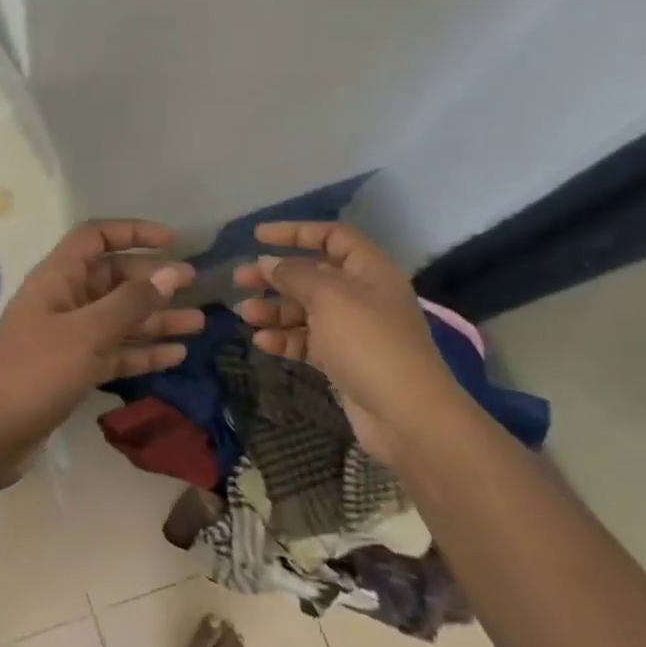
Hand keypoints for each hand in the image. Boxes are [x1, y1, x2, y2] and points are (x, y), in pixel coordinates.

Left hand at [0, 219, 200, 457]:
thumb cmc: (34, 373)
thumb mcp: (86, 334)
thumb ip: (130, 303)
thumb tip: (173, 272)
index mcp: (58, 279)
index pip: (95, 238)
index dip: (132, 232)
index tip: (172, 241)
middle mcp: (64, 301)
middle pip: (113, 279)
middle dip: (152, 281)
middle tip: (195, 286)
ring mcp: (68, 338)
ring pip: (119, 319)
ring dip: (155, 319)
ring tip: (198, 323)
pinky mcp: (73, 370)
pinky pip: (114, 352)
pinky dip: (142, 352)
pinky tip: (176, 355)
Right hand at [232, 221, 463, 460]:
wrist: (406, 414)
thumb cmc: (368, 342)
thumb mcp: (328, 297)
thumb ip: (294, 275)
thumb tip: (267, 263)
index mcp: (369, 271)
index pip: (332, 237)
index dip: (295, 232)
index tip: (258, 237)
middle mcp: (362, 296)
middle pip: (313, 274)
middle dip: (275, 275)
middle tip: (239, 279)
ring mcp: (353, 330)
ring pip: (305, 310)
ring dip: (274, 309)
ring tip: (244, 314)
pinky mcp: (343, 361)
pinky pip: (307, 341)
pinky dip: (285, 339)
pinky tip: (262, 342)